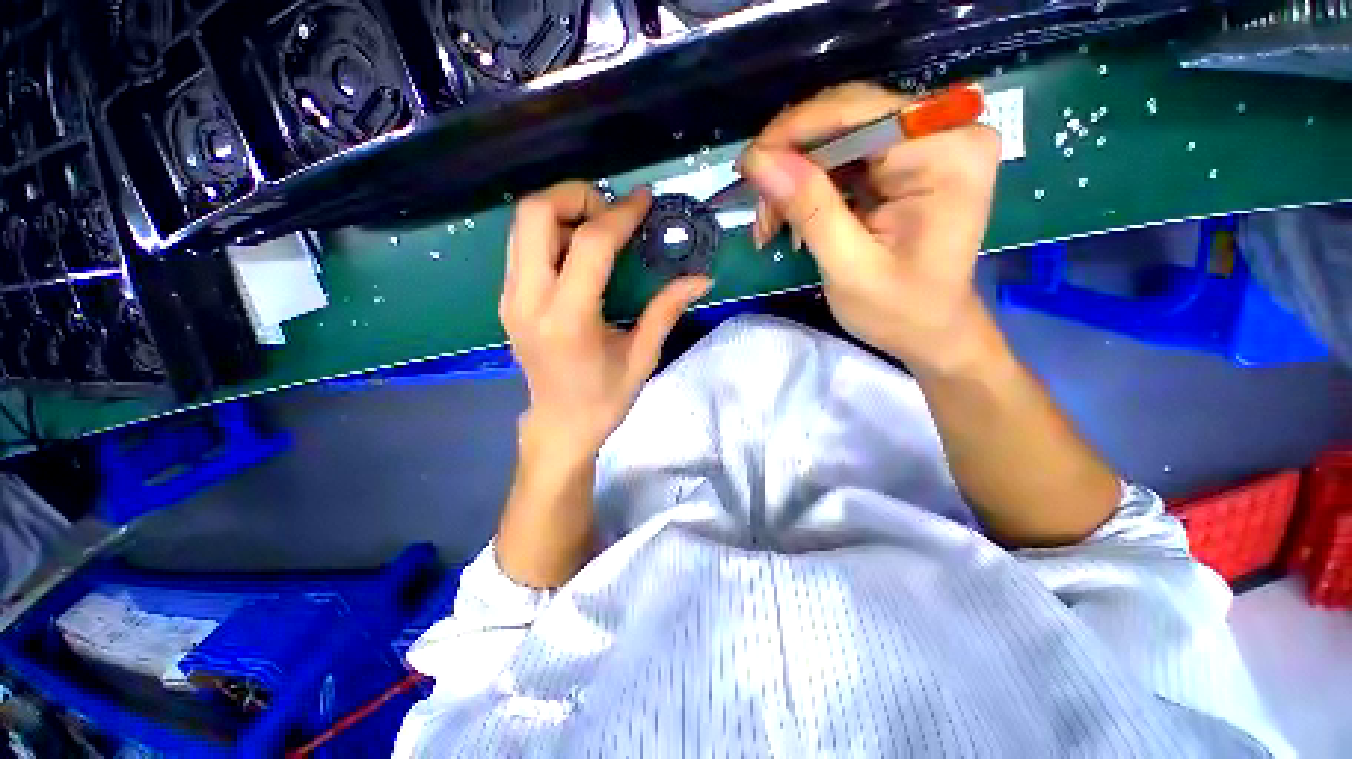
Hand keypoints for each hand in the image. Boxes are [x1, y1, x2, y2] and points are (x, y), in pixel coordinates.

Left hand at [500, 181, 711, 460]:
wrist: (560, 424)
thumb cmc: (605, 399)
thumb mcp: (642, 357)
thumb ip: (667, 310)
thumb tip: (702, 278)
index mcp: (568, 319)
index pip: (589, 244)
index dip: (620, 213)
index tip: (645, 199)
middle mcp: (528, 300)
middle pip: (534, 213)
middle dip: (576, 195)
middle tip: (612, 212)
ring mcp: (510, 298)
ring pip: (522, 224)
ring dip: (562, 210)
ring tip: (599, 227)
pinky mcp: (508, 299)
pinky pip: (522, 245)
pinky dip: (550, 231)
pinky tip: (579, 249)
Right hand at [740, 82, 1000, 375]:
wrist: (930, 330)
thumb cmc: (899, 311)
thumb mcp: (849, 268)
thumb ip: (809, 209)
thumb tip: (758, 160)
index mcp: (946, 151)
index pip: (856, 111)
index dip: (792, 134)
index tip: (747, 170)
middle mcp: (943, 130)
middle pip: (844, 118)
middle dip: (790, 164)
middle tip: (760, 215)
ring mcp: (926, 141)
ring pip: (836, 137)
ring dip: (794, 180)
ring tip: (771, 227)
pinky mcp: (907, 159)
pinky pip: (842, 156)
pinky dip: (808, 187)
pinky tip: (792, 221)